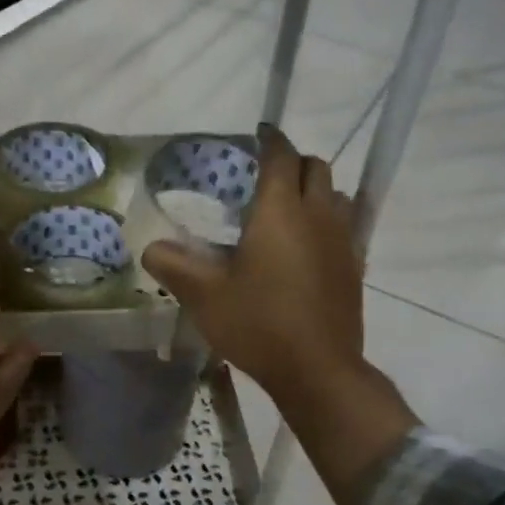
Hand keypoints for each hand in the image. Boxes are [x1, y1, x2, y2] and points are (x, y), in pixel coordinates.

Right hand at [142, 125, 365, 402]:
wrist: (317, 370)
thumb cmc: (258, 324)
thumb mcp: (203, 296)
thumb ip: (173, 265)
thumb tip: (150, 248)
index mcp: (280, 211)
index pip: (280, 156)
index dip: (269, 140)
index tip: (257, 134)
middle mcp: (317, 215)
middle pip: (316, 167)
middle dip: (293, 162)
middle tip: (267, 175)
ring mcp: (343, 240)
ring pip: (337, 195)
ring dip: (316, 190)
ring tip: (289, 209)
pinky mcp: (355, 266)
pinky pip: (347, 226)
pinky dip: (330, 220)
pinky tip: (310, 245)